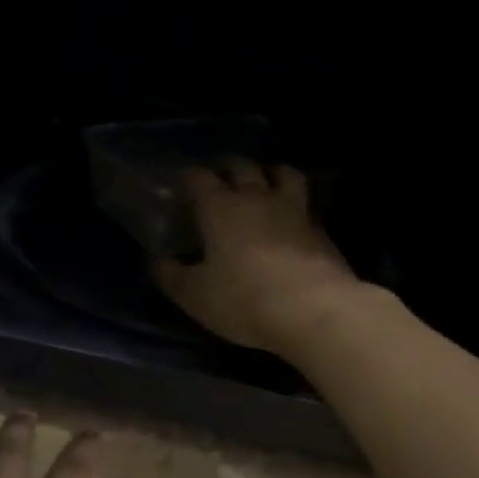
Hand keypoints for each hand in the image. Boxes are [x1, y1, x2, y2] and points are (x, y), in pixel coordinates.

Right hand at [153, 160, 360, 352]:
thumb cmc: (243, 300)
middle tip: (218, 178)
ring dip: (269, 173)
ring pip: (283, 173)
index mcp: (220, 208)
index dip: (188, 178)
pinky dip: (294, 204)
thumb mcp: (194, 295)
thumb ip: (171, 275)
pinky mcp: (320, 230)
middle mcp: (257, 198)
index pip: (199, 177)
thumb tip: (158, 260)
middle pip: (242, 166)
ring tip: (262, 184)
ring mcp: (294, 210)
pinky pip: (305, 204)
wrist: (313, 311)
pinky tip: (289, 220)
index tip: (180, 186)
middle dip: (226, 167)